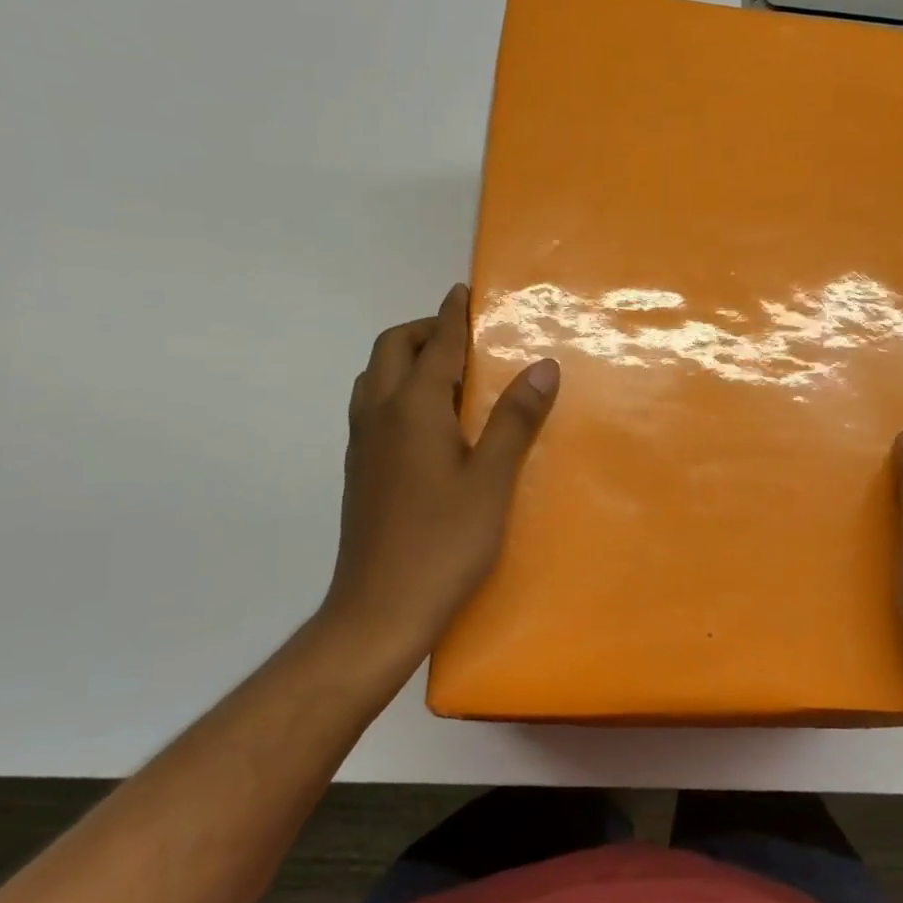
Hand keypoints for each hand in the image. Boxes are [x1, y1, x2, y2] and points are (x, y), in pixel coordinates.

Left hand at [317, 284, 558, 677]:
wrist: (378, 611)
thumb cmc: (443, 543)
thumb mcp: (492, 481)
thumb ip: (515, 420)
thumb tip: (542, 366)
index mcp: (412, 409)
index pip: (435, 344)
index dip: (454, 315)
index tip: (466, 291)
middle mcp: (379, 415)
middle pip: (392, 349)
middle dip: (424, 330)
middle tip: (465, 339)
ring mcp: (363, 444)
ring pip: (375, 377)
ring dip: (406, 359)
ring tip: (449, 376)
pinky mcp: (360, 470)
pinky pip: (374, 406)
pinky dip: (397, 390)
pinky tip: (429, 423)